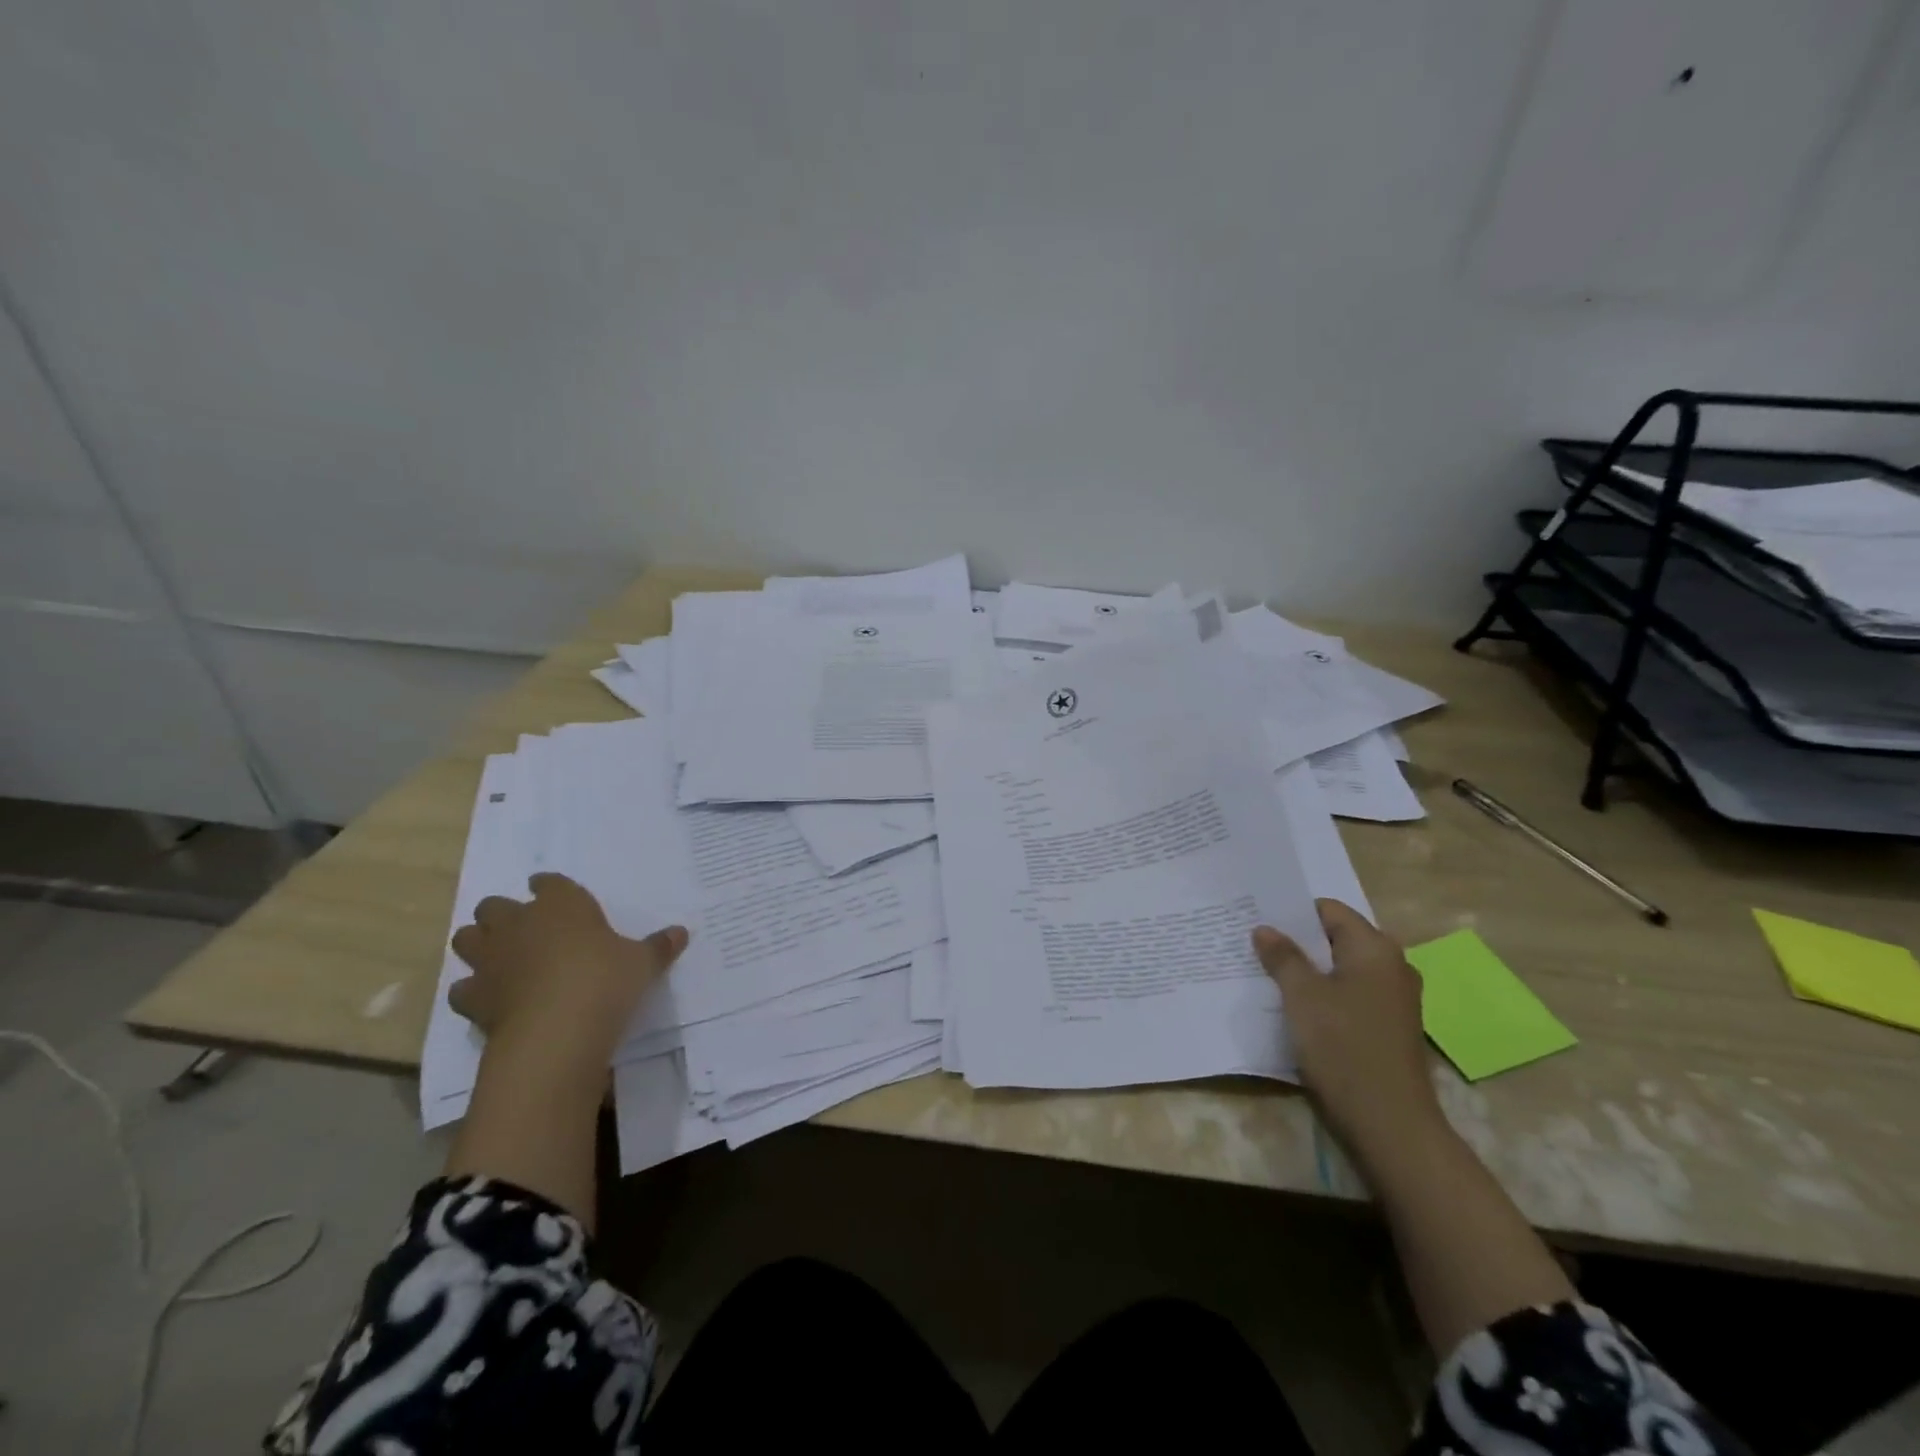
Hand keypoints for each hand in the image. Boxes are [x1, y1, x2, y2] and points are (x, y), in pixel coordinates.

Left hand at [449, 874, 686, 1059]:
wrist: (556, 1031)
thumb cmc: (605, 979)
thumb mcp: (642, 962)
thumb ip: (658, 946)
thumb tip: (681, 932)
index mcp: (560, 905)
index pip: (548, 883)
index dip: (548, 886)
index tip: (551, 891)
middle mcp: (518, 924)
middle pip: (494, 906)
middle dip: (503, 914)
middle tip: (523, 928)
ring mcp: (490, 960)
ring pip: (466, 939)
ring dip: (479, 945)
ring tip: (498, 958)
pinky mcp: (473, 998)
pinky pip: (462, 988)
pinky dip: (472, 991)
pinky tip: (490, 999)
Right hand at [1253, 899, 1441, 1156]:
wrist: (1389, 1124)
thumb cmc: (1343, 1047)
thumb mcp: (1302, 996)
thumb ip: (1282, 957)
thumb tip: (1265, 929)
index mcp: (1375, 948)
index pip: (1328, 910)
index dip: (1292, 912)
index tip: (1258, 920)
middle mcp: (1392, 966)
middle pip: (1336, 938)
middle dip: (1298, 942)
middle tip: (1256, 945)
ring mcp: (1395, 998)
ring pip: (1342, 969)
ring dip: (1309, 971)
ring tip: (1269, 974)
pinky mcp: (1389, 1026)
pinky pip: (1351, 994)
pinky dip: (1324, 994)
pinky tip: (1296, 1007)